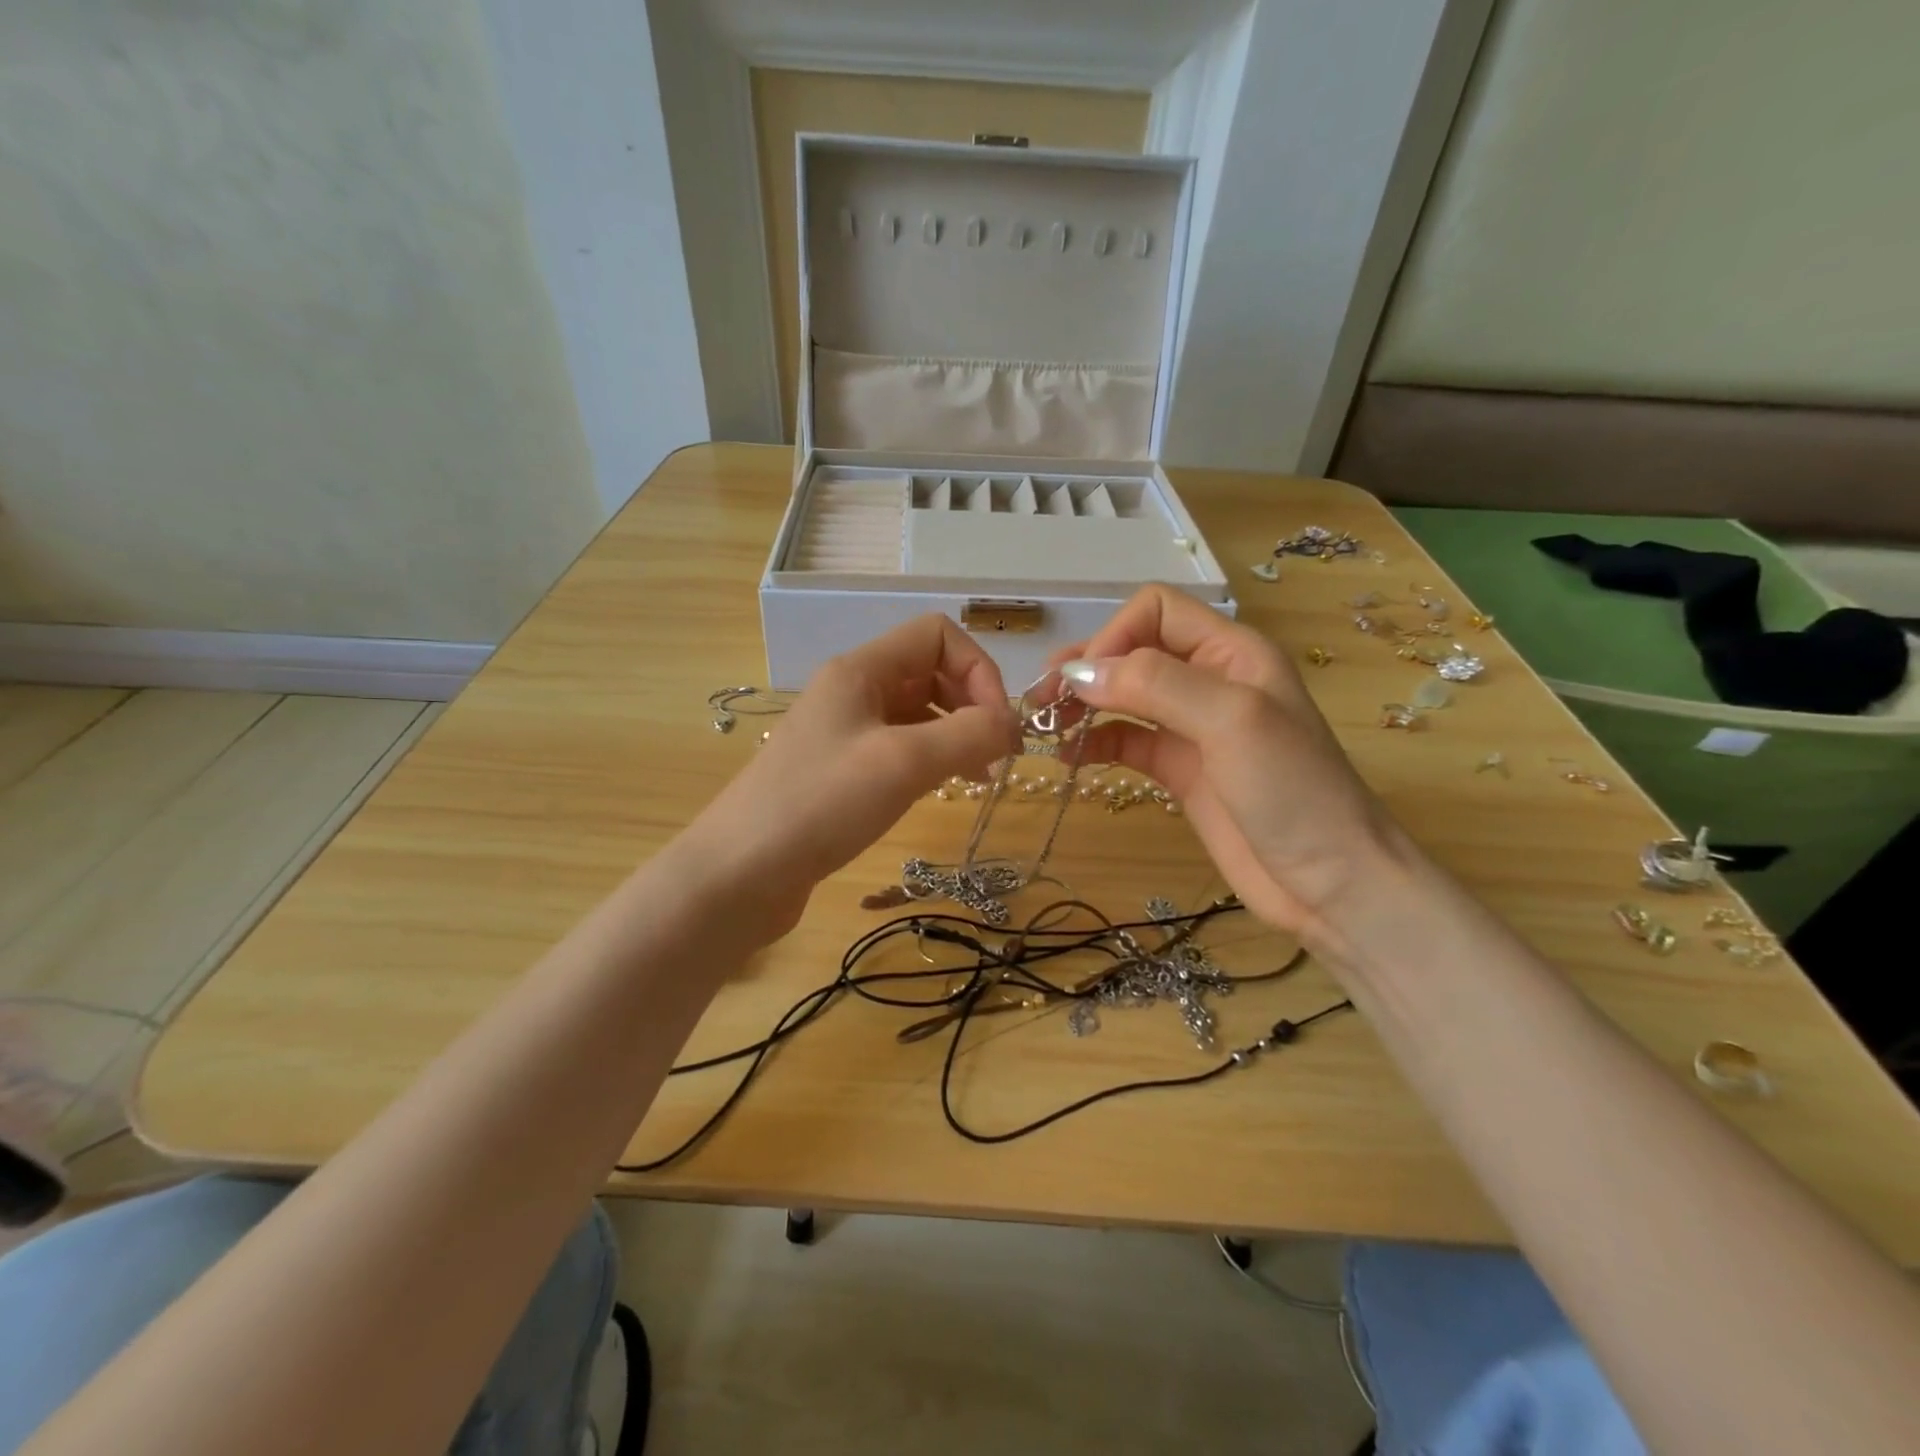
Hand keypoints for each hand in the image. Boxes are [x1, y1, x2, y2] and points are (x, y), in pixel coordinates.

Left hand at [681, 615, 1020, 936]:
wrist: (740, 872)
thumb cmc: (821, 804)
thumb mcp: (903, 762)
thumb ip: (968, 735)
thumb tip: (1010, 724)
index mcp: (862, 670)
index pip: (937, 635)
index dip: (978, 670)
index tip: (996, 725)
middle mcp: (853, 691)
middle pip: (931, 671)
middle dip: (972, 704)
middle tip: (998, 755)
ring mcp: (845, 731)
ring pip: (919, 712)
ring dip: (957, 733)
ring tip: (979, 777)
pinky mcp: (841, 770)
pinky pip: (900, 746)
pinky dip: (932, 758)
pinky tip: (944, 787)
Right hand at [1054, 585, 1409, 937]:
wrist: (1331, 883)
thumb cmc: (1292, 792)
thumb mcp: (1230, 720)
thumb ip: (1155, 684)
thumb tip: (1077, 673)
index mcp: (1232, 652)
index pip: (1155, 611)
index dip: (1113, 636)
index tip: (1082, 680)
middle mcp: (1210, 680)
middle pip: (1133, 651)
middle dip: (1086, 668)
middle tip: (1041, 700)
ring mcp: (1193, 728)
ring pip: (1124, 697)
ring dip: (1083, 705)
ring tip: (1043, 726)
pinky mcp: (1179, 771)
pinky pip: (1126, 743)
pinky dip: (1094, 743)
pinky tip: (1067, 757)